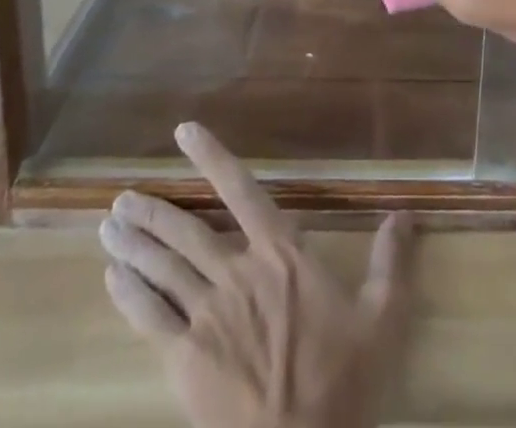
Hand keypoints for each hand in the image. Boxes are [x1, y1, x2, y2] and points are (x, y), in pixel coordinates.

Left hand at [100, 122, 413, 427]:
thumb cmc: (342, 383)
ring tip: (109, 225)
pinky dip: (129, 294)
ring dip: (134, 244)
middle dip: (153, 211)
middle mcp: (238, 272)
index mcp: (281, 254)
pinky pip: (150, 318)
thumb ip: (391, 262)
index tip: (184, 131)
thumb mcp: (381, 319)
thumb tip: (406, 214)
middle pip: (187, 231)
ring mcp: (207, 316)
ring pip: (163, 268)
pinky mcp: (185, 360)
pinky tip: (112, 279)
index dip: (212, 158)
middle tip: (121, 197)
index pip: (242, 190)